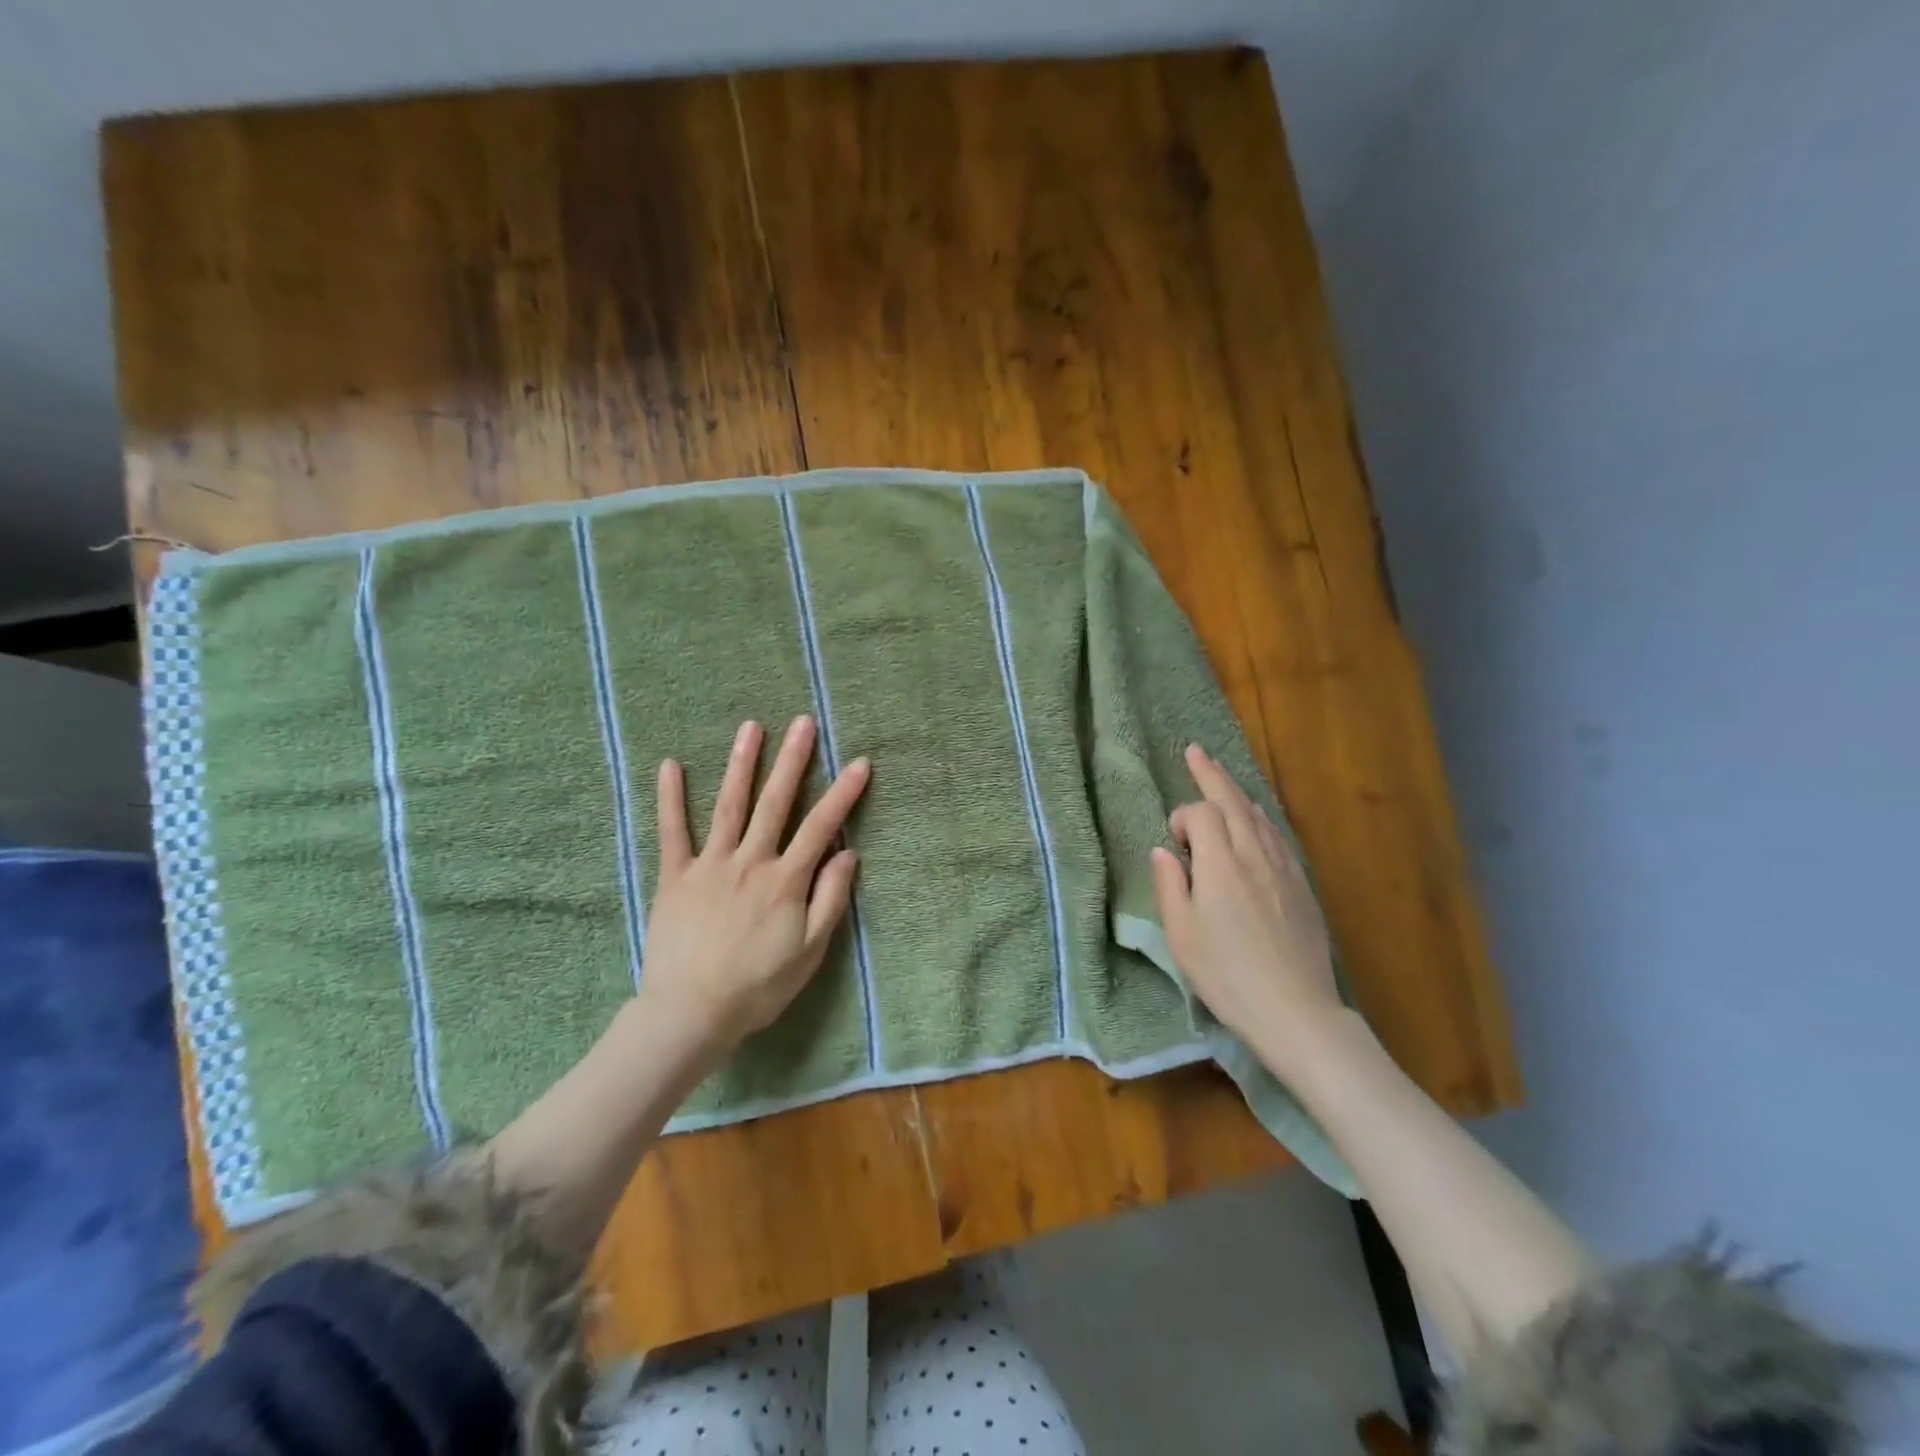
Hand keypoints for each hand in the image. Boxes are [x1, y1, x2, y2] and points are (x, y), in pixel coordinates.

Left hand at [639, 716, 868, 1056]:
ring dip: (742, 764)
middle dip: (793, 760)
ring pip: (729, 805)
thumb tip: (847, 853)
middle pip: (775, 803)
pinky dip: (670, 798)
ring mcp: (710, 865)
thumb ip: (830, 899)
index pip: (821, 827)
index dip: (842, 793)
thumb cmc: (758, 987)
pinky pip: (672, 832)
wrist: (691, 1013)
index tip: (859, 762)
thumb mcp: (810, 951)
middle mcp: (751, 861)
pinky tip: (671, 765)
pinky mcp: (675, 877)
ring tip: (752, 727)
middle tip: (803, 723)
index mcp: (786, 880)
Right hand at [1150, 744, 1343, 1063]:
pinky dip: (1261, 818)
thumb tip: (1164, 850)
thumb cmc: (1227, 975)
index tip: (1174, 843)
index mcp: (1220, 866)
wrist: (1295, 1011)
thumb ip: (1170, 885)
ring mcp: (1283, 869)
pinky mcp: (1302, 886)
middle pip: (1233, 802)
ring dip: (1237, 793)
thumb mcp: (1181, 935)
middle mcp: (1254, 856)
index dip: (1183, 818)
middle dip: (1212, 775)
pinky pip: (1278, 836)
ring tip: (1222, 778)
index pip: (1201, 815)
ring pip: (1259, 816)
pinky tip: (1257, 820)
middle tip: (1196, 751)